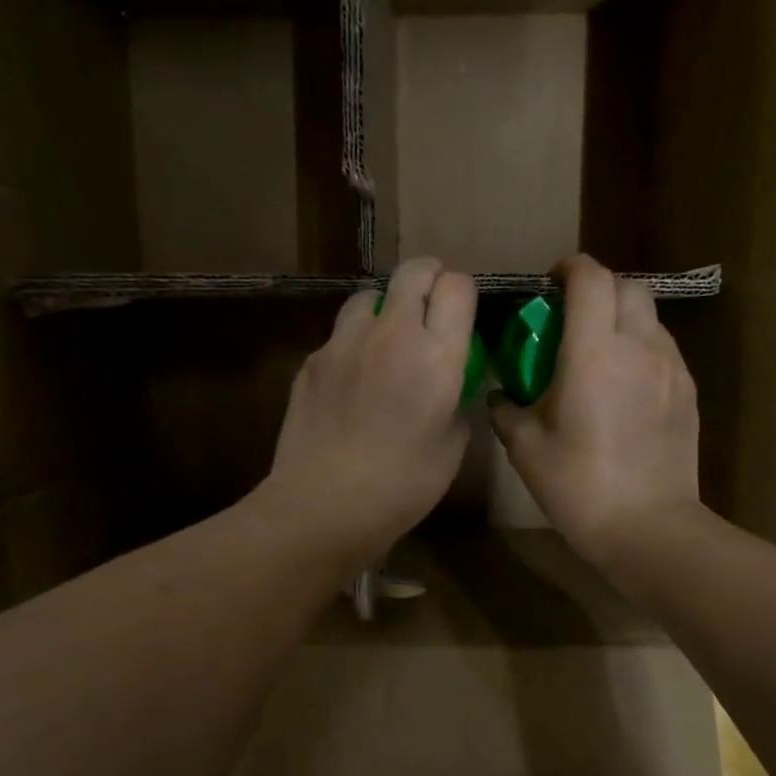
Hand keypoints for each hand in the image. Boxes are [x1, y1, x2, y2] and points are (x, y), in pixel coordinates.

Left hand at [261, 258, 476, 569]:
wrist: (326, 504)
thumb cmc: (403, 485)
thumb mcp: (453, 446)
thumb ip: (456, 400)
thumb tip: (448, 384)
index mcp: (437, 355)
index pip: (457, 287)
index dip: (462, 293)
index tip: (461, 312)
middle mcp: (392, 334)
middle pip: (413, 271)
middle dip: (428, 278)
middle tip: (431, 304)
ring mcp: (345, 343)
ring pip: (369, 296)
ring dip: (386, 307)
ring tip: (387, 340)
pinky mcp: (313, 360)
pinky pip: (340, 335)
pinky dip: (354, 344)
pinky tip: (353, 380)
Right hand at [491, 254, 701, 565]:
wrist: (647, 528)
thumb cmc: (579, 486)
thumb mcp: (526, 448)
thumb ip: (507, 411)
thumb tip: (501, 395)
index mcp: (594, 352)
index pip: (591, 279)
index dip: (571, 268)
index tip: (552, 279)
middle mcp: (639, 347)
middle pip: (628, 287)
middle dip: (600, 289)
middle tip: (573, 316)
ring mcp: (671, 368)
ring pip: (650, 318)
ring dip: (623, 319)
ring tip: (600, 352)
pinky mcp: (688, 393)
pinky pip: (664, 350)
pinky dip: (642, 349)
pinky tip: (624, 386)